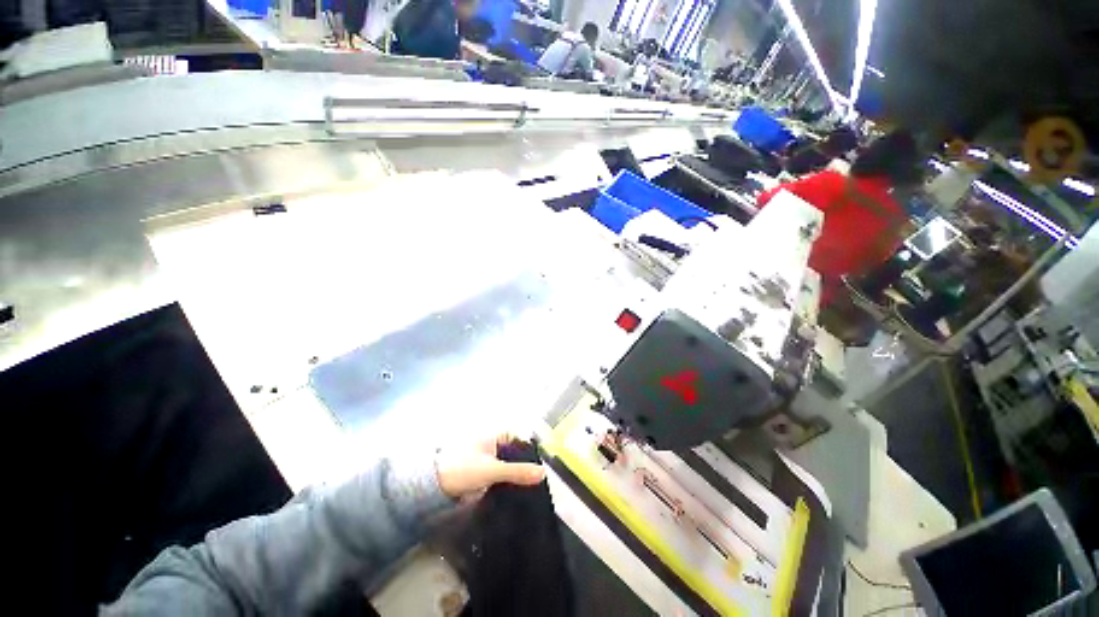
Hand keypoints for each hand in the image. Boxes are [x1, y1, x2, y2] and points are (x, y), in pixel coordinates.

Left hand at [435, 434, 545, 497]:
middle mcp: (490, 442)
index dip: (528, 448)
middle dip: (523, 463)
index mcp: (493, 434)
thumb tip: (542, 473)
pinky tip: (509, 490)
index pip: (517, 437)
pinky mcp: (479, 471)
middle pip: (513, 451)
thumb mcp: (492, 470)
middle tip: (534, 478)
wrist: (432, 488)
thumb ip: (518, 472)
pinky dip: (504, 480)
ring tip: (525, 486)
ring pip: (505, 463)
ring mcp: (484, 457)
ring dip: (513, 473)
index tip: (538, 464)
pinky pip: (497, 473)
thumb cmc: (461, 469)